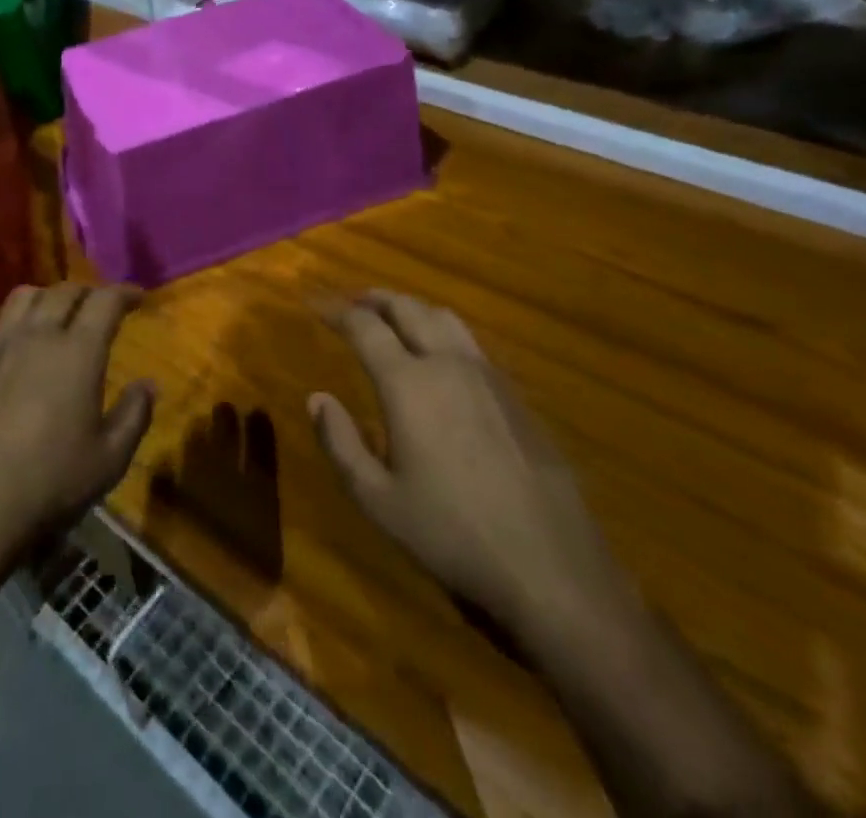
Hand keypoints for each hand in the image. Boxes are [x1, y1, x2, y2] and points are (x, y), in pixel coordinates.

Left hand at [0, 283, 155, 576]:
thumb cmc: (47, 484)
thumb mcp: (109, 460)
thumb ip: (134, 415)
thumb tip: (148, 384)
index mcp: (78, 352)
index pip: (105, 300)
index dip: (126, 292)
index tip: (139, 297)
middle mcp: (37, 335)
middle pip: (65, 291)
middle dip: (89, 292)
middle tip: (101, 306)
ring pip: (25, 296)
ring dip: (49, 297)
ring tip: (58, 314)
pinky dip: (16, 323)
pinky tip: (18, 346)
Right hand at [309, 292, 630, 648]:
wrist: (550, 566)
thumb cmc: (452, 534)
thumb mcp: (378, 500)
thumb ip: (340, 443)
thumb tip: (317, 399)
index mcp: (408, 383)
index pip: (365, 327)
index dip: (336, 311)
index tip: (315, 305)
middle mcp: (447, 364)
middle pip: (408, 308)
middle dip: (375, 299)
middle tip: (351, 304)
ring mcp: (488, 376)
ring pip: (444, 318)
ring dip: (411, 308)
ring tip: (393, 319)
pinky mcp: (516, 395)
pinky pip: (470, 343)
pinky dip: (442, 332)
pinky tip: (439, 360)